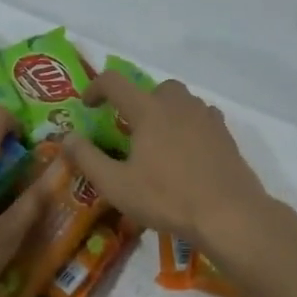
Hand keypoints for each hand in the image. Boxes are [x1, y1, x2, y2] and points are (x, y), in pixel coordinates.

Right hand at [62, 73, 272, 247]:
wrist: (229, 213)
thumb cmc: (167, 198)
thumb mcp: (116, 185)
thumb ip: (87, 158)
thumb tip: (67, 138)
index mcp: (148, 110)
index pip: (114, 82)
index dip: (96, 88)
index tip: (88, 105)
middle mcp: (178, 104)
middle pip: (153, 88)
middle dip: (137, 101)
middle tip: (130, 130)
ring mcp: (206, 117)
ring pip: (181, 100)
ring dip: (165, 111)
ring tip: (158, 142)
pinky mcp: (225, 134)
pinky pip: (201, 117)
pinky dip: (188, 125)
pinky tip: (186, 151)